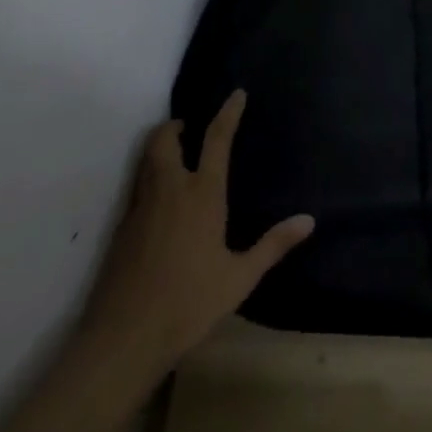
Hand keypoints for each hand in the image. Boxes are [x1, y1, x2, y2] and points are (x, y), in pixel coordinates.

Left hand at [85, 90, 313, 362]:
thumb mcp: (239, 278)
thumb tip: (309, 220)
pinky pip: (137, 187)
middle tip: (189, 127)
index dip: (228, 112)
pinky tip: (160, 201)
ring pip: (146, 160)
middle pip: (165, 139)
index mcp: (202, 194)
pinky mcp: (122, 228)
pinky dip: (148, 176)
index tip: (236, 94)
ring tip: (176, 155)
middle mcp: (169, 189)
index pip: (216, 139)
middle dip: (175, 125)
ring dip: (159, 147)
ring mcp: (141, 207)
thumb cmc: (188, 304)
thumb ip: (273, 246)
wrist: (124, 338)